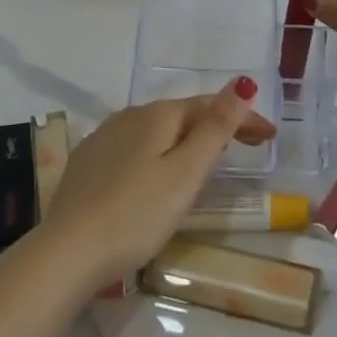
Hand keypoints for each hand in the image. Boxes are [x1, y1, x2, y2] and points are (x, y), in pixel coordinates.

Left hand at [40, 81, 274, 288]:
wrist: (65, 253)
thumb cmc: (135, 215)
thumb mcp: (184, 173)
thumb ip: (215, 128)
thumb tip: (242, 82)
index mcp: (157, 115)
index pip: (209, 106)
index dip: (243, 117)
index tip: (270, 136)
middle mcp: (130, 116)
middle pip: (183, 114)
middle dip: (217, 126)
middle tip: (248, 146)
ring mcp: (104, 138)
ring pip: (157, 130)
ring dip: (187, 138)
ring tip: (208, 157)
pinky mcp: (87, 163)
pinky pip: (134, 146)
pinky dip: (158, 152)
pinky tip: (157, 170)